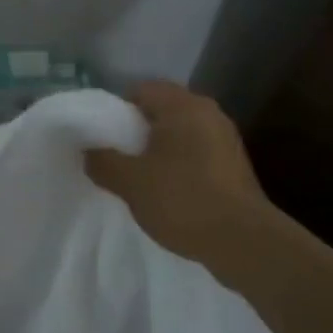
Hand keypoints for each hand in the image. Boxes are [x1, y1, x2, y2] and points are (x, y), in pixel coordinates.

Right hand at [86, 81, 271, 262]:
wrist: (244, 242)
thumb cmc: (183, 200)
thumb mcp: (131, 183)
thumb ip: (103, 162)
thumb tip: (88, 152)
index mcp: (183, 106)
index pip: (142, 89)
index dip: (117, 110)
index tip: (104, 137)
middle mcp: (208, 113)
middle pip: (162, 110)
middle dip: (138, 131)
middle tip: (118, 157)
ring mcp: (226, 138)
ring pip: (181, 133)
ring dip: (159, 150)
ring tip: (140, 178)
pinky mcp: (235, 165)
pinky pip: (197, 153)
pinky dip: (180, 165)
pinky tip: (168, 192)